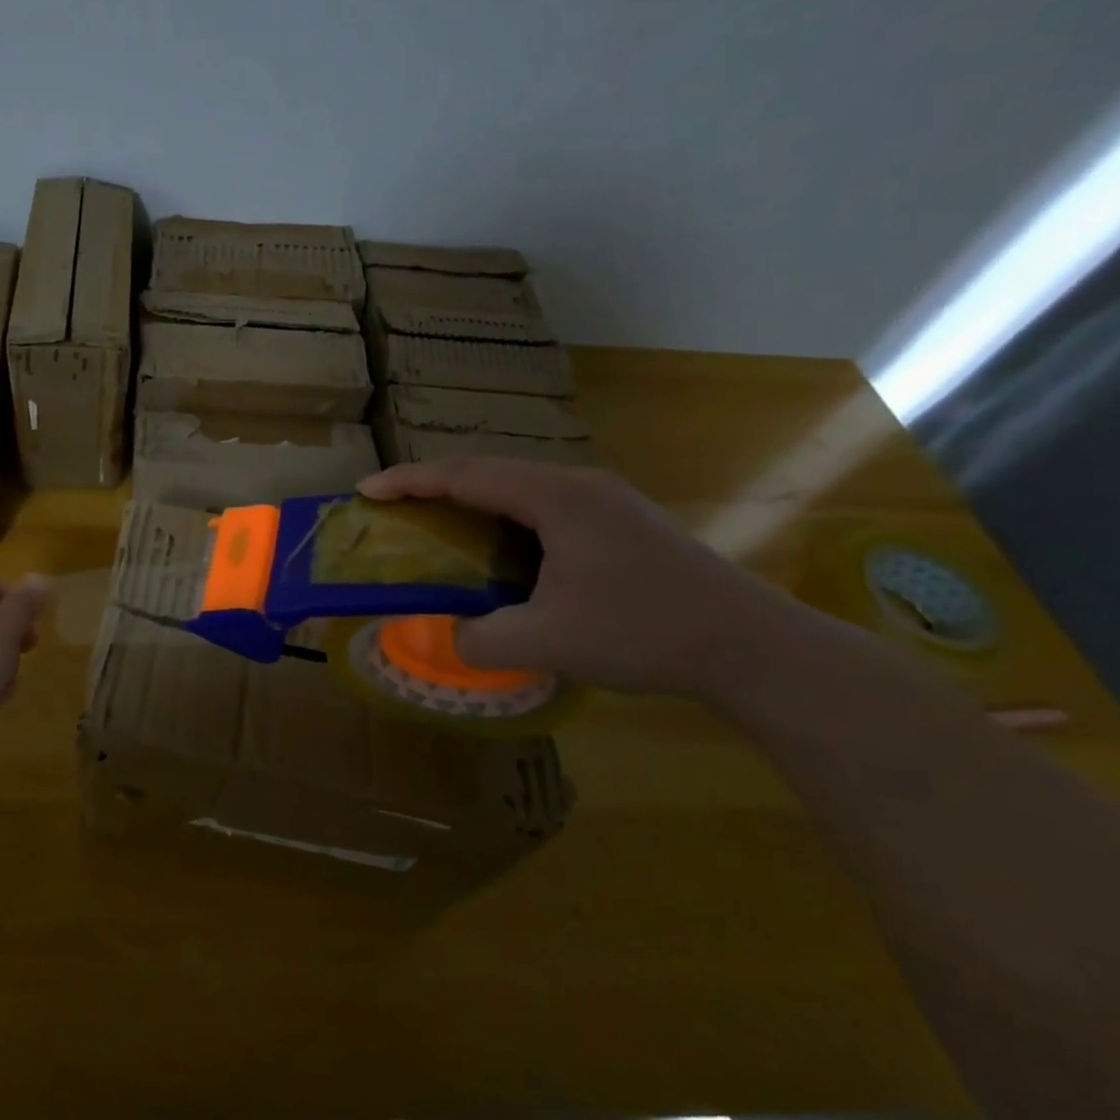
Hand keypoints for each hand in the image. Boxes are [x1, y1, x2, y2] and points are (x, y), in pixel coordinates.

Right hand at [358, 457, 795, 697]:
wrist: (754, 647)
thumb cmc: (644, 632)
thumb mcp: (547, 642)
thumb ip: (480, 639)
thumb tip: (447, 637)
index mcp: (554, 497)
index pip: (464, 476)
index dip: (409, 481)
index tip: (366, 491)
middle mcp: (578, 485)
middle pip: (489, 472)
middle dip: (436, 487)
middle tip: (396, 510)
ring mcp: (606, 501)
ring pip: (520, 488)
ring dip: (474, 503)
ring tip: (441, 528)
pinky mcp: (623, 522)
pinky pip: (546, 507)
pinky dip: (507, 520)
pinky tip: (504, 553)